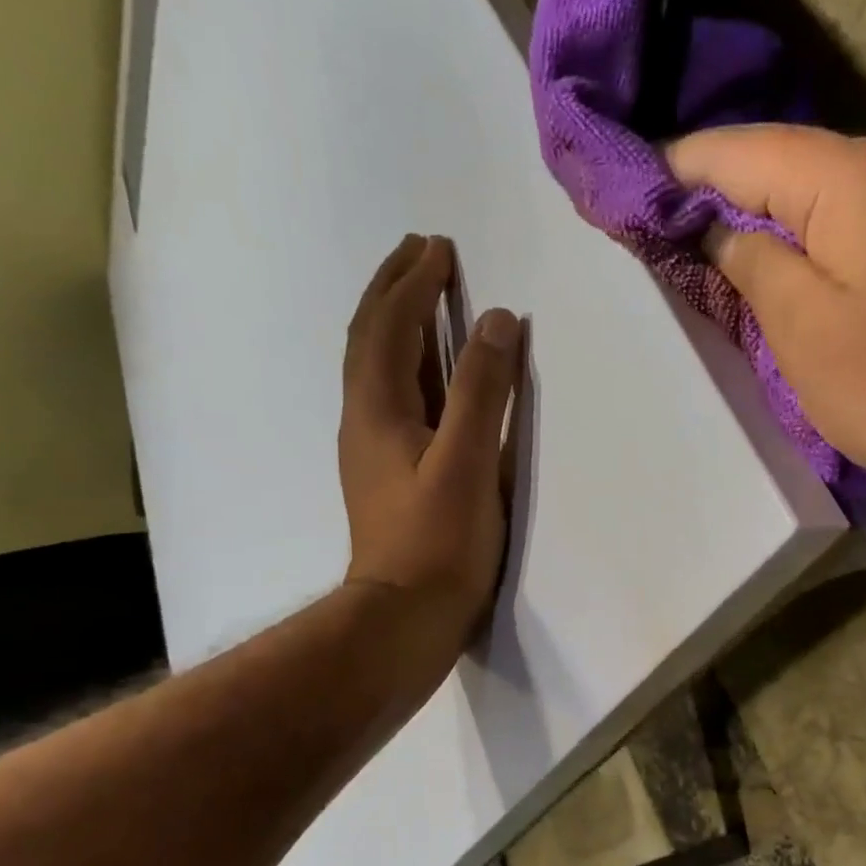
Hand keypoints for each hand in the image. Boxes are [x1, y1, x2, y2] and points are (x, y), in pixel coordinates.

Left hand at [338, 233, 523, 642]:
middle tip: (421, 253)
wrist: (404, 618)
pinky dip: (410, 366)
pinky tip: (427, 375)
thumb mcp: (467, 464)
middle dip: (395, 290)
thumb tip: (499, 322)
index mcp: (378, 410)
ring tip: (423, 297)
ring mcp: (373, 449)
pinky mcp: (389, 474)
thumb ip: (482, 392)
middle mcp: (366, 420)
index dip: (413, 284)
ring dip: (398, 323)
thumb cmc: (437, 543)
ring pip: (379, 368)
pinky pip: (394, 398)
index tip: (438, 247)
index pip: (389, 327)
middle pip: (371, 338)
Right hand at [666, 126, 865, 506]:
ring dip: (750, 219)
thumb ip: (749, 263)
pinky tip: (764, 269)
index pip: (733, 150)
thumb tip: (715, 227)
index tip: (618, 195)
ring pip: (806, 200)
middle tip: (647, 227)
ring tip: (691, 247)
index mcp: (845, 176)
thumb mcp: (803, 326)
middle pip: (772, 165)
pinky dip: (793, 245)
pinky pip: (838, 232)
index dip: (670, 170)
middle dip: (706, 192)